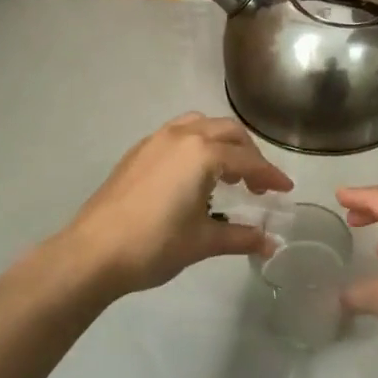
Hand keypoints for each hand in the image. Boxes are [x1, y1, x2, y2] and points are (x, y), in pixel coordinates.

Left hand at [60, 114, 293, 297]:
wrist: (92, 252)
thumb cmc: (154, 245)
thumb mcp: (203, 241)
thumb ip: (241, 237)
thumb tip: (270, 244)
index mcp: (202, 154)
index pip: (247, 160)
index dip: (270, 176)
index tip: (285, 190)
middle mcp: (181, 136)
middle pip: (227, 132)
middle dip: (248, 154)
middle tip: (257, 184)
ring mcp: (154, 141)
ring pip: (199, 126)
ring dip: (220, 144)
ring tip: (226, 175)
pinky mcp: (137, 152)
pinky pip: (176, 135)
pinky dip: (195, 146)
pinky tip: (192, 177)